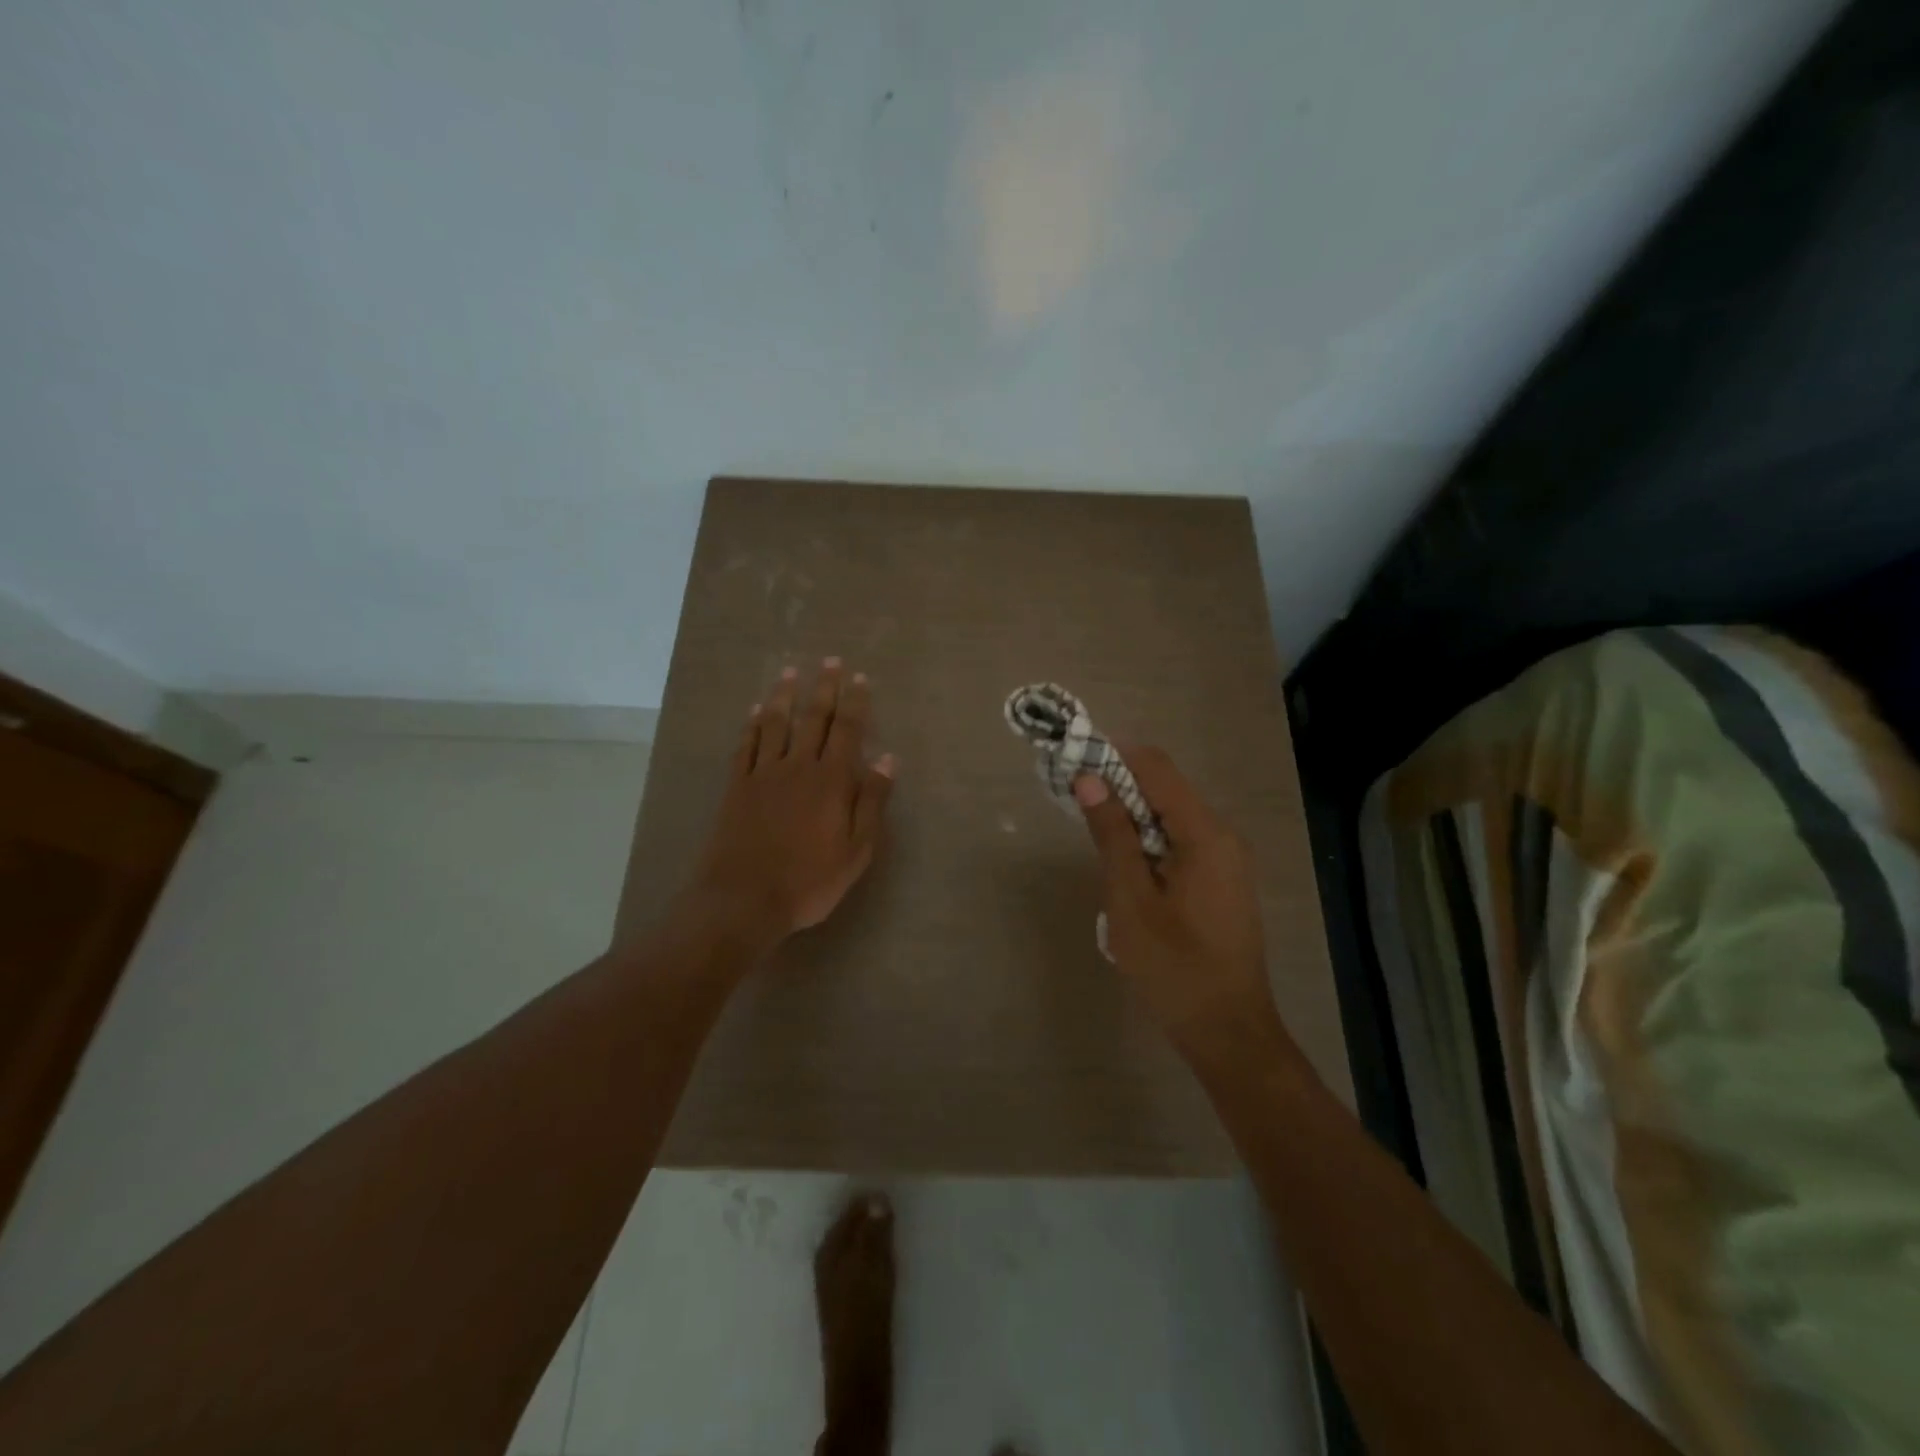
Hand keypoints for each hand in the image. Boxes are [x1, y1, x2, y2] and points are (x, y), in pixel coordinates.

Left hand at [686, 659, 895, 944]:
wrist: (744, 899)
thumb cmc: (809, 881)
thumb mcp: (856, 850)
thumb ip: (872, 801)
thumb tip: (887, 759)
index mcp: (832, 781)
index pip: (847, 730)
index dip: (855, 702)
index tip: (859, 677)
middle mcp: (798, 767)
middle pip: (813, 718)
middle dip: (823, 688)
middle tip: (830, 661)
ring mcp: (764, 774)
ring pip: (776, 724)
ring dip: (785, 696)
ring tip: (790, 672)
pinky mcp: (737, 787)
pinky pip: (746, 746)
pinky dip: (752, 726)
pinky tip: (756, 712)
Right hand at [1074, 747, 1282, 1054]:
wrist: (1228, 1032)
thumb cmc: (1174, 967)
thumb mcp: (1130, 900)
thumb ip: (1111, 835)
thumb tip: (1089, 778)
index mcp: (1205, 834)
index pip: (1157, 768)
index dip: (1114, 754)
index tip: (1074, 760)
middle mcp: (1223, 837)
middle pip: (1166, 789)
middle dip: (1118, 785)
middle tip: (1073, 799)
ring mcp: (1227, 861)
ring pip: (1171, 818)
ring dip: (1131, 816)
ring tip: (1092, 833)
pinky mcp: (1222, 882)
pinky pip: (1181, 843)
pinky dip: (1149, 841)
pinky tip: (1124, 867)